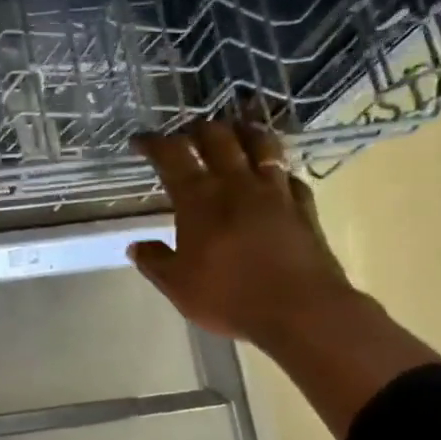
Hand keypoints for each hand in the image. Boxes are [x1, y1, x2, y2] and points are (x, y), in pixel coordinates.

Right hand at [128, 122, 352, 351]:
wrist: (302, 310)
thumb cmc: (230, 297)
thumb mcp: (179, 286)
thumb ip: (155, 262)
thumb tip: (137, 246)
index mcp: (200, 199)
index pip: (172, 155)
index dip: (153, 143)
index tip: (140, 141)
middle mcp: (237, 184)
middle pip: (218, 137)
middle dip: (198, 129)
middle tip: (186, 135)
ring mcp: (275, 191)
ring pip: (260, 144)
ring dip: (242, 132)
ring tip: (233, 132)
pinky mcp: (303, 205)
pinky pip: (288, 174)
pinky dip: (275, 169)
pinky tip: (272, 176)